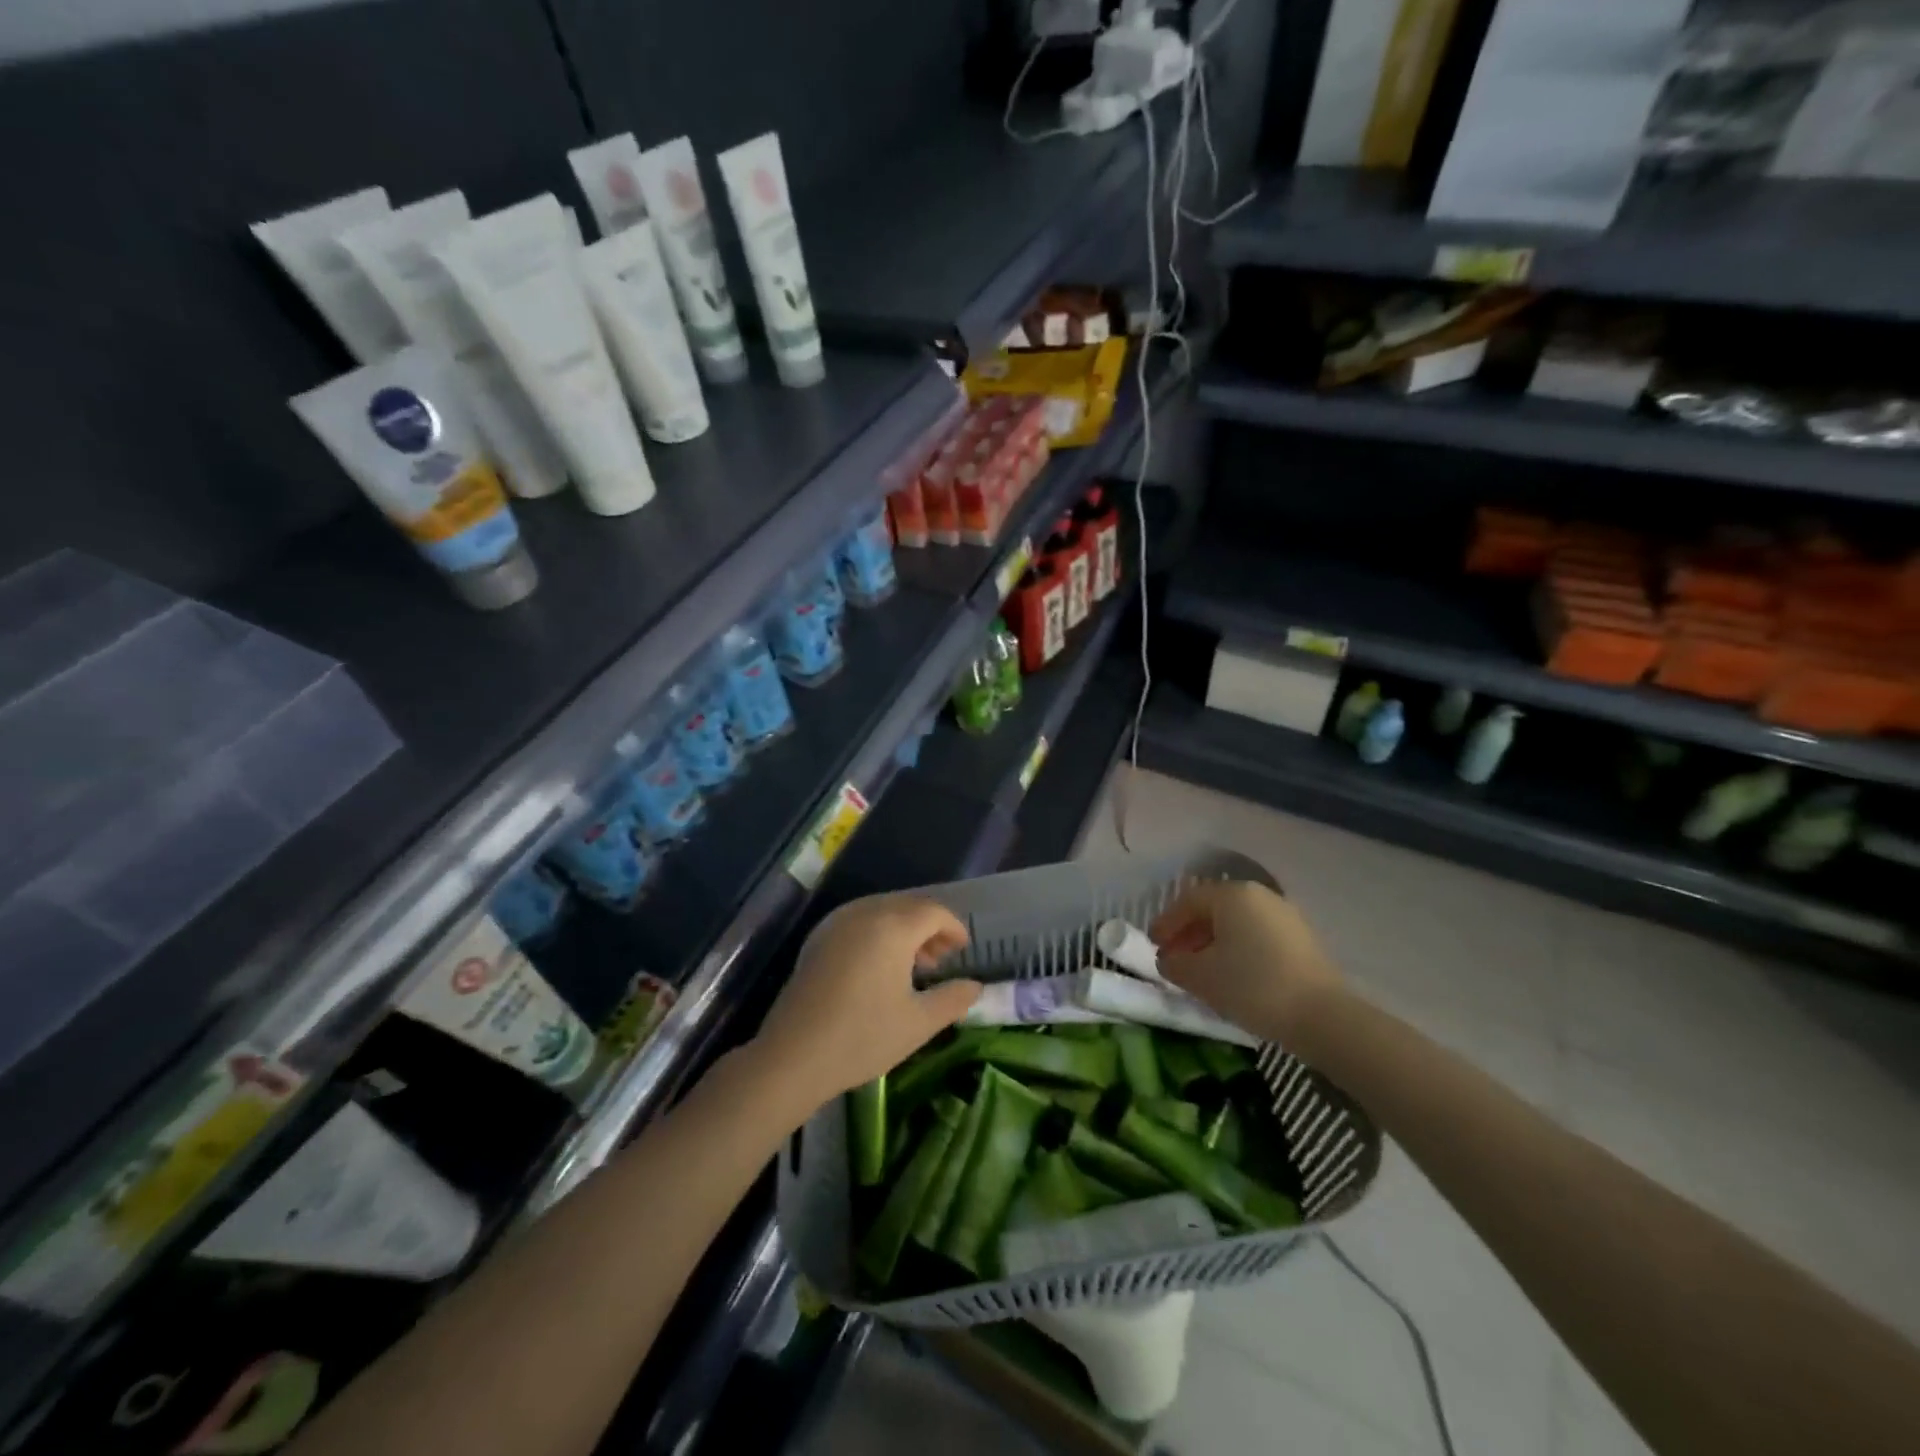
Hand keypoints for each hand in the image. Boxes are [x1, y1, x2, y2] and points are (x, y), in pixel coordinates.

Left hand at [752, 894, 979, 1108]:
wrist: (793, 1055)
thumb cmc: (863, 1037)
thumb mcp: (919, 1023)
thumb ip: (953, 999)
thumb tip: (974, 987)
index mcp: (893, 926)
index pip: (934, 912)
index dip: (954, 927)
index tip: (963, 949)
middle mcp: (865, 912)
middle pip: (908, 906)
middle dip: (930, 927)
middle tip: (942, 959)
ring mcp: (837, 922)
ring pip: (882, 911)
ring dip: (904, 929)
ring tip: (914, 965)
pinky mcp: (819, 937)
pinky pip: (859, 920)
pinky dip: (879, 932)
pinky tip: (880, 967)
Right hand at [1150, 880, 1344, 1043]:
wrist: (1323, 1017)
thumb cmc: (1252, 986)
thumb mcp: (1201, 977)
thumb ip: (1175, 964)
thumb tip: (1168, 960)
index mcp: (1232, 894)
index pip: (1188, 901)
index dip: (1166, 923)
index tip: (1153, 946)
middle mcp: (1260, 895)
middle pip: (1214, 909)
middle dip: (1189, 933)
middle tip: (1174, 959)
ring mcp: (1285, 916)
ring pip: (1237, 924)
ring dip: (1213, 943)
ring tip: (1202, 971)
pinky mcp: (1303, 940)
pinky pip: (1258, 936)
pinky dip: (1239, 950)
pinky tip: (1233, 976)